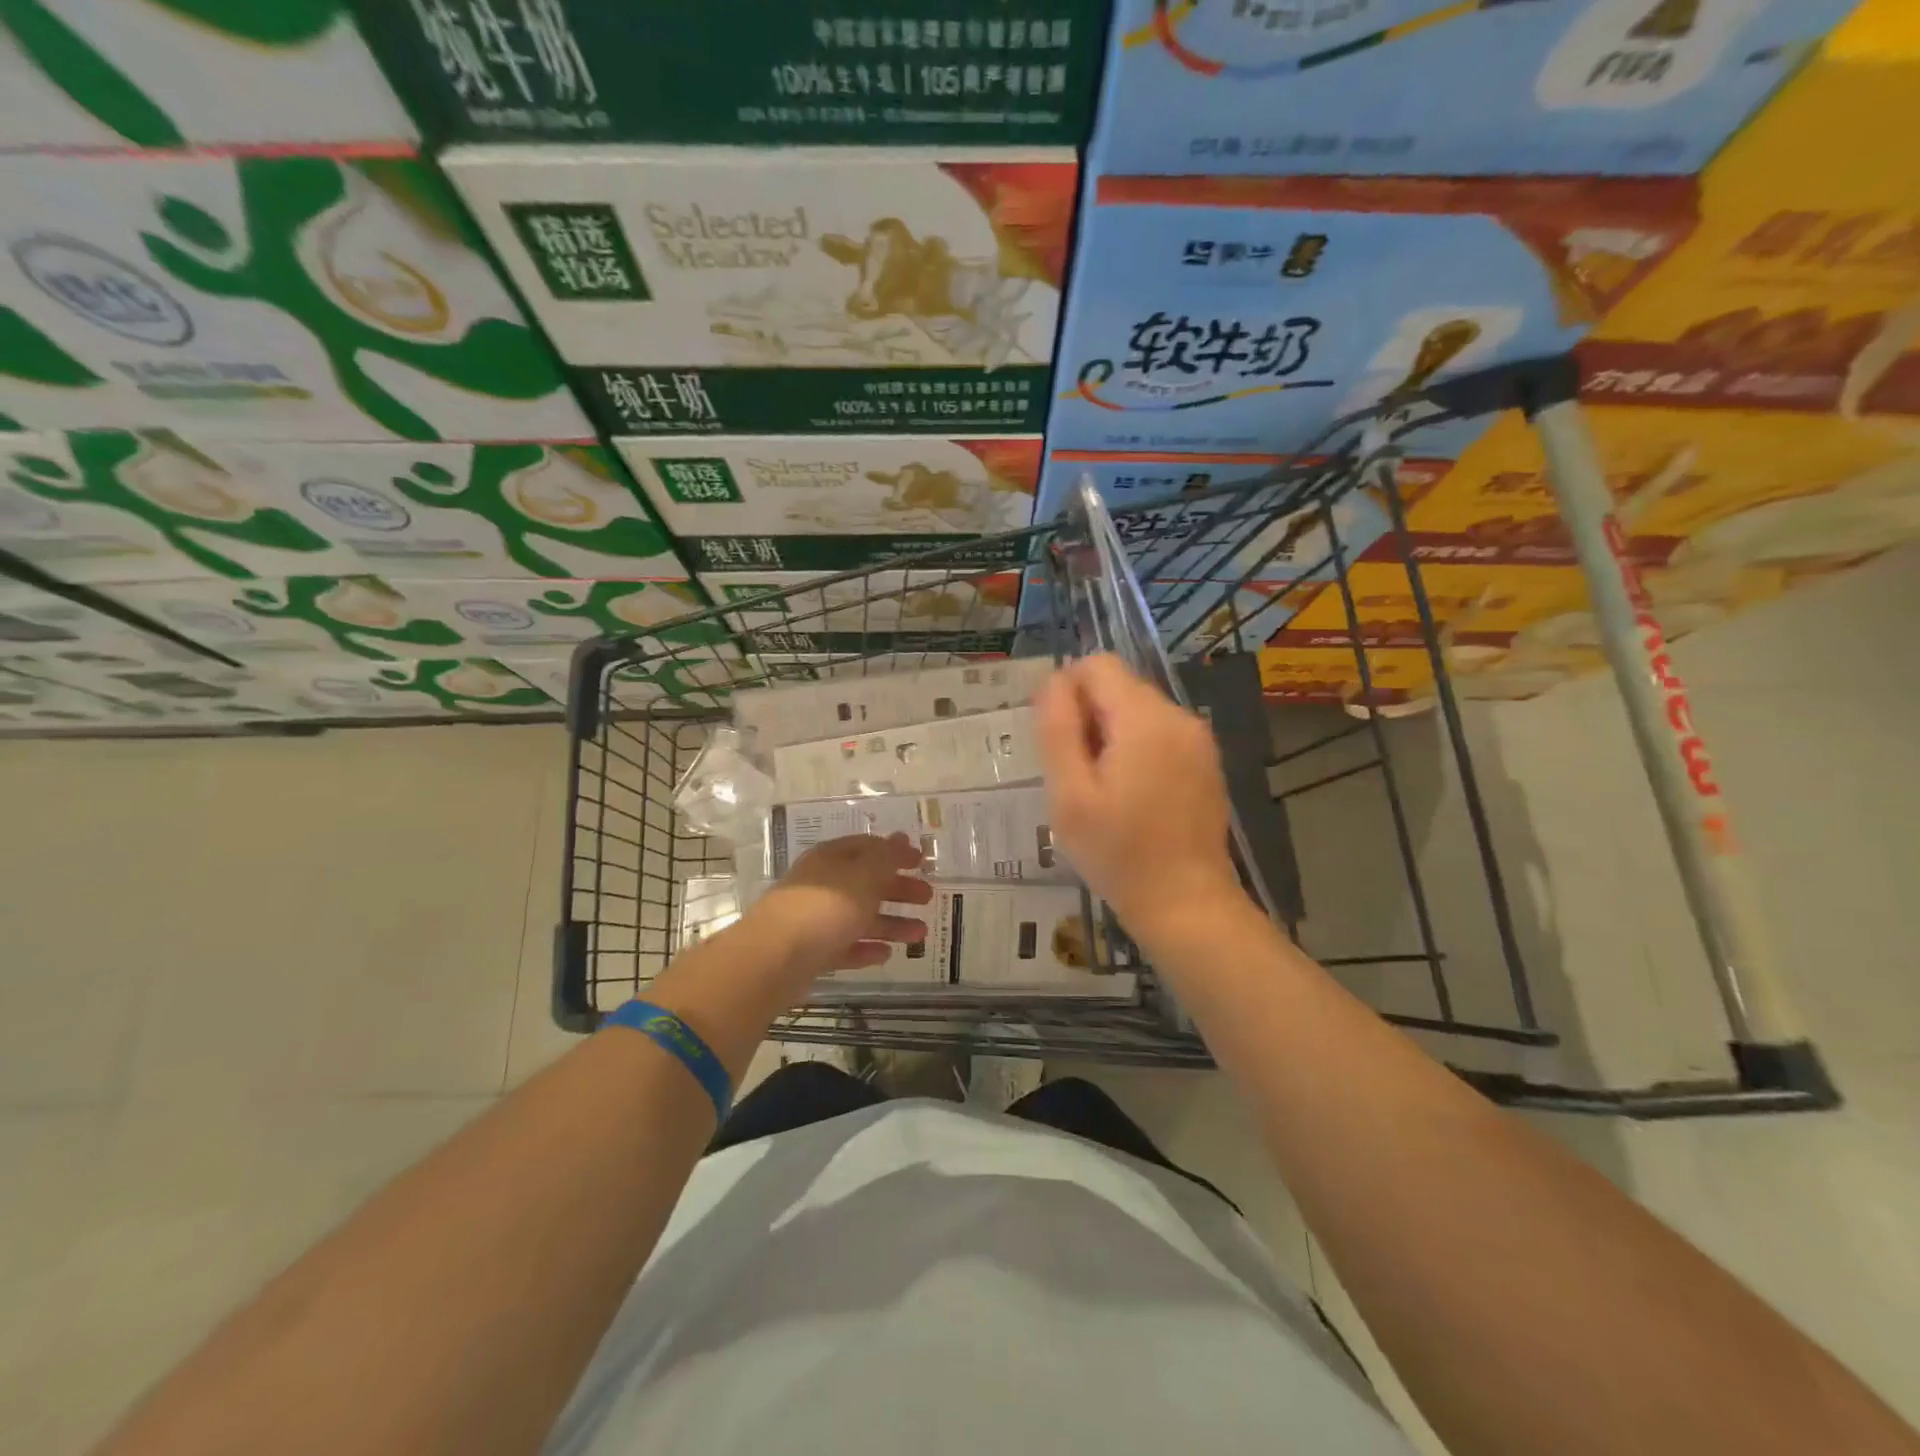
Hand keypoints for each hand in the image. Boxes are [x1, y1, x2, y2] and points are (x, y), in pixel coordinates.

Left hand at [751, 832, 932, 981]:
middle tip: (928, 897)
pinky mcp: (810, 952)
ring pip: (858, 917)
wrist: (773, 959)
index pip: (867, 847)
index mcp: (831, 858)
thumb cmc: (825, 907)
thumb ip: (887, 858)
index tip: (921, 861)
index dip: (895, 852)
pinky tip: (886, 955)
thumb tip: (902, 838)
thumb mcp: (864, 875)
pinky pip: (845, 946)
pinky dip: (866, 948)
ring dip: (890, 924)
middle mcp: (822, 885)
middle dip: (898, 890)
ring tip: (921, 935)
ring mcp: (814, 919)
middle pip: (865, 883)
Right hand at [1037, 655, 1247, 944]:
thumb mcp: (1069, 794)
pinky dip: (1136, 749)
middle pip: (1119, 686)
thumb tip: (1054, 681)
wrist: (1186, 904)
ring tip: (1102, 790)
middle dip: (1089, 716)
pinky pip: (1159, 734)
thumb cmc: (1118, 853)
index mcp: (1144, 719)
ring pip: (1138, 710)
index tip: (1059, 741)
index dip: (1066, 691)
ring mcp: (1198, 739)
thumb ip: (1057, 728)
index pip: (1097, 665)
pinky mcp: (1205, 762)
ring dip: (1110, 734)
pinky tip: (1130, 796)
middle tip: (1077, 775)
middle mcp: (1178, 716)